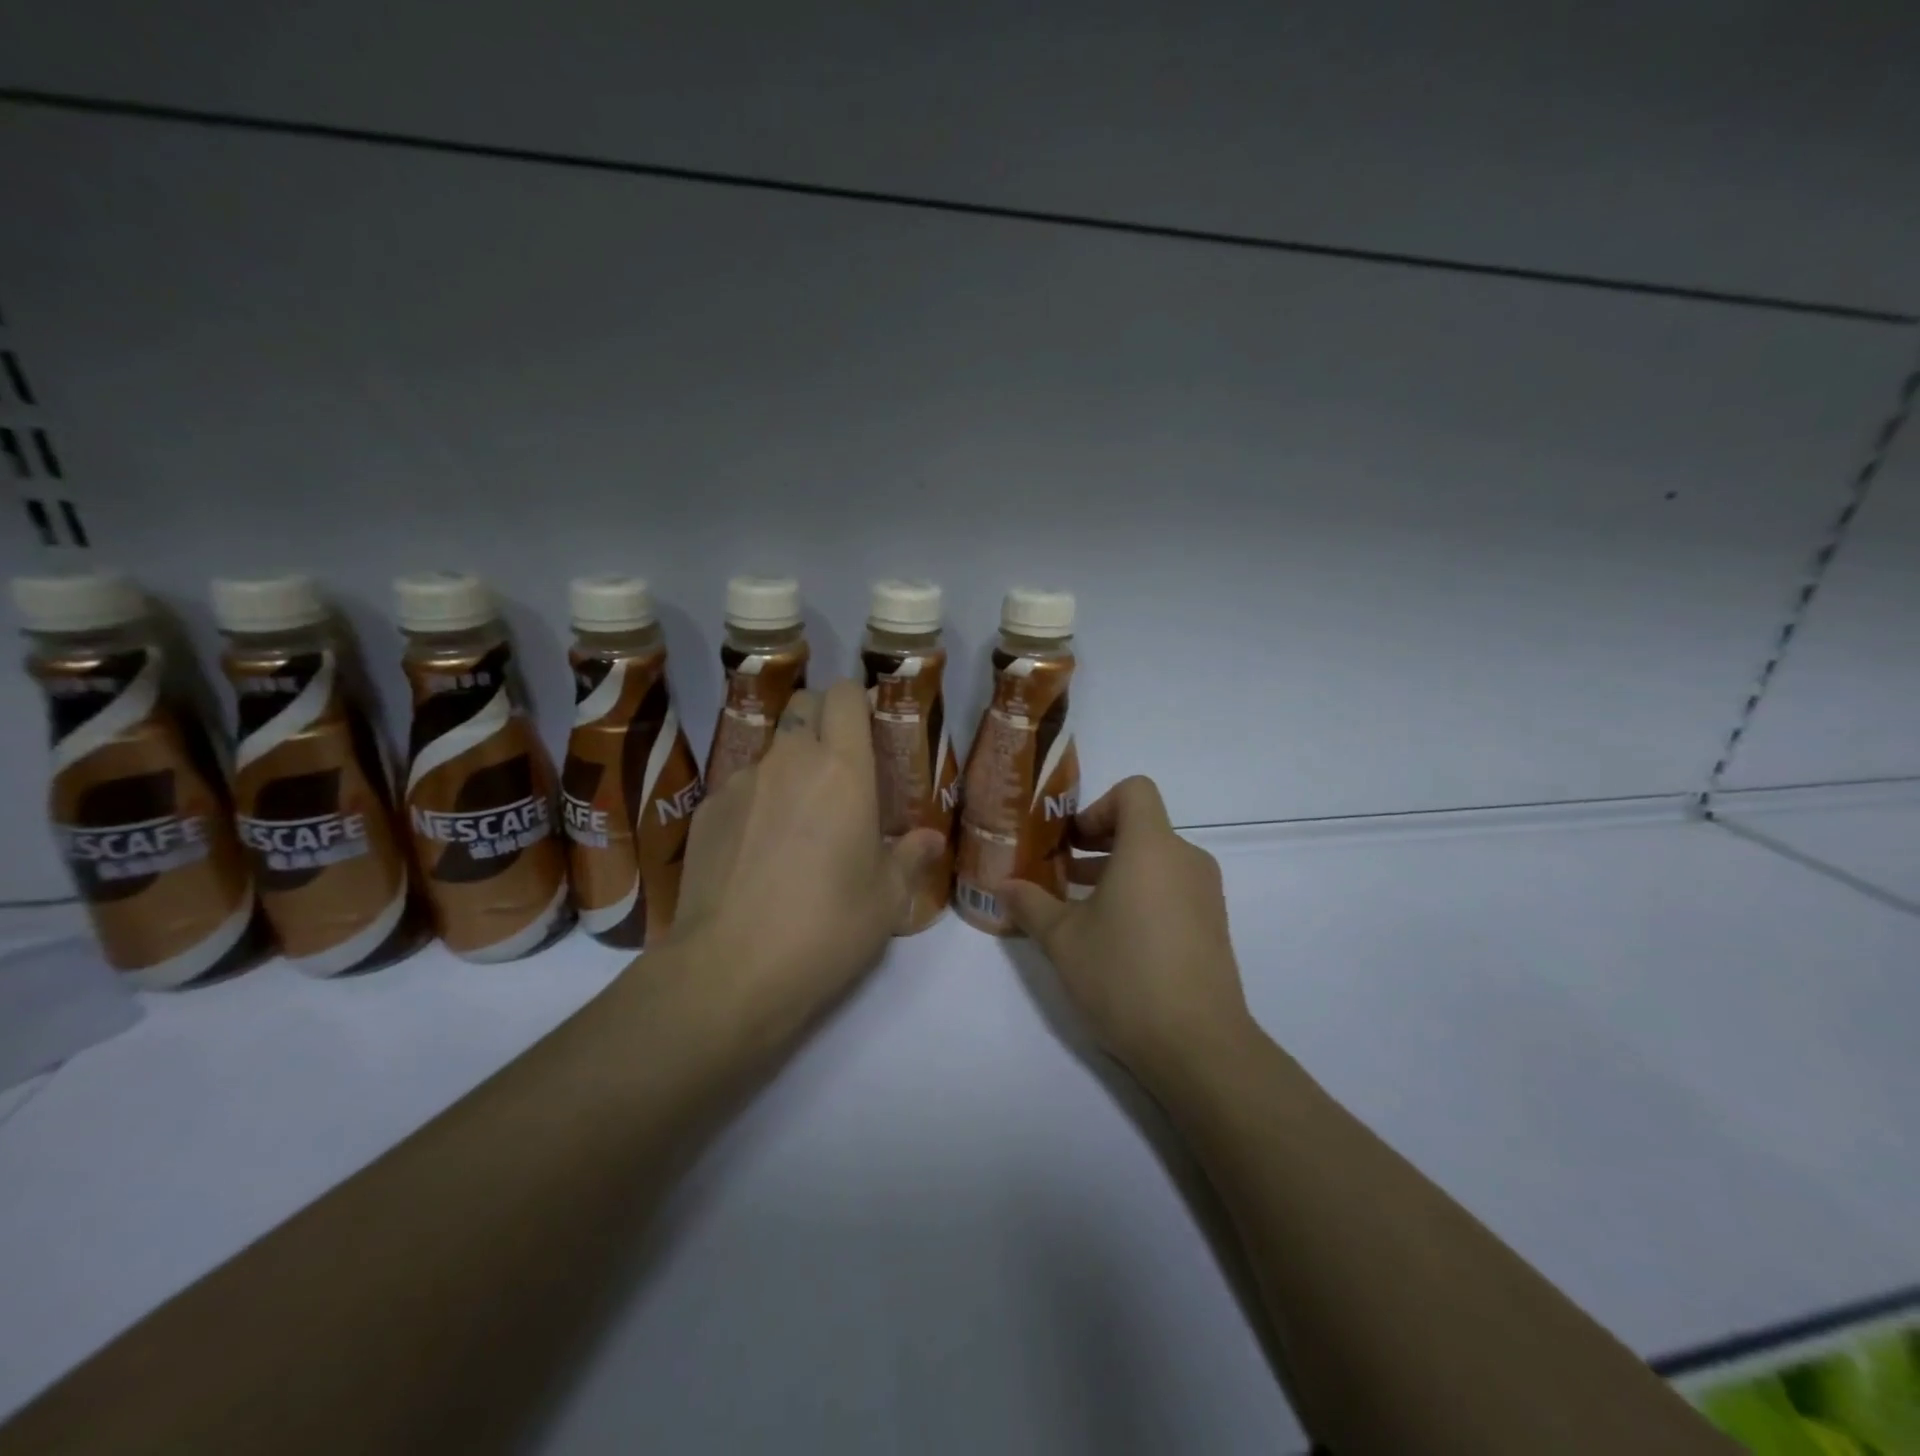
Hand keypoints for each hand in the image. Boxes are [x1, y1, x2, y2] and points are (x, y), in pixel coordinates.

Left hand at [667, 679, 944, 1051]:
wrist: (729, 970)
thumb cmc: (826, 928)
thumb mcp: (886, 900)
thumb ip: (910, 858)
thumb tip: (929, 840)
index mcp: (842, 770)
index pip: (843, 695)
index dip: (855, 701)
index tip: (867, 729)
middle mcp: (788, 761)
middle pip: (802, 706)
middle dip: (821, 720)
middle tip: (837, 768)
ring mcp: (740, 784)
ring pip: (769, 750)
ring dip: (788, 767)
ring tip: (795, 822)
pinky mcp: (705, 813)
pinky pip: (739, 789)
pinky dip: (755, 803)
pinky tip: (756, 852)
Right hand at [1002, 776, 1253, 1082]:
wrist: (1198, 1044)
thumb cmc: (1124, 975)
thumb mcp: (1063, 939)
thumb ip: (1031, 904)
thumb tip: (1003, 885)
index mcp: (1151, 847)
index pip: (1134, 790)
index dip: (1098, 806)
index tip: (1072, 842)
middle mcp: (1185, 859)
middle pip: (1143, 827)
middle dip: (1098, 843)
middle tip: (1062, 873)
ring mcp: (1206, 894)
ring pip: (1157, 861)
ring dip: (1118, 872)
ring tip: (1080, 909)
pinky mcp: (1213, 926)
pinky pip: (1173, 889)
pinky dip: (1142, 895)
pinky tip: (1114, 939)